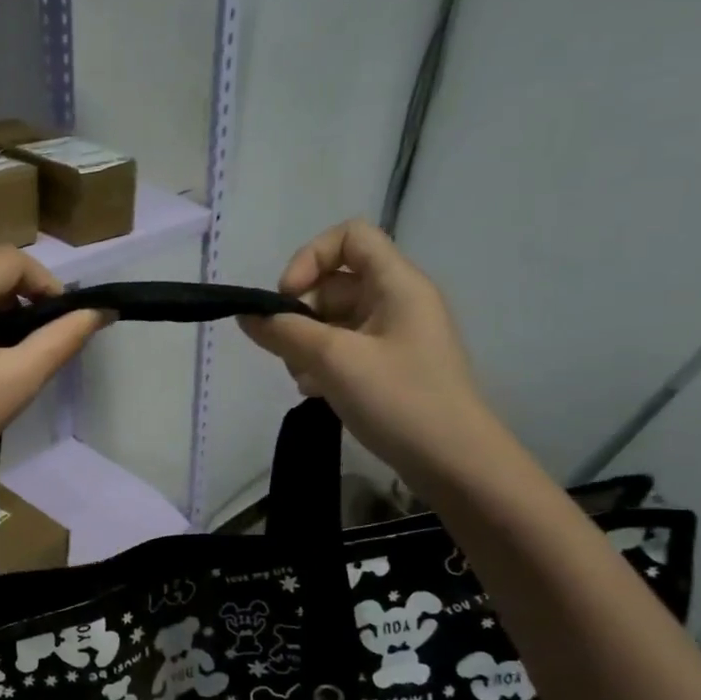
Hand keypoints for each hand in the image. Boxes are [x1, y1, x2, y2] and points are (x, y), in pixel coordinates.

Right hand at [239, 219, 497, 483]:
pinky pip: (345, 349)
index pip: (350, 237)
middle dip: (302, 314)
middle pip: (335, 284)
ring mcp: (394, 337)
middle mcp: (397, 302)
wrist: (454, 462)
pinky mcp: (389, 367)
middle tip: (288, 352)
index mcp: (397, 284)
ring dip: (307, 344)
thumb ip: (284, 332)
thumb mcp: (334, 361)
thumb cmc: (399, 400)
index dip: (311, 257)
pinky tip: (316, 393)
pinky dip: (323, 364)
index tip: (287, 298)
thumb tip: (246, 315)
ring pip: (334, 321)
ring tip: (304, 379)